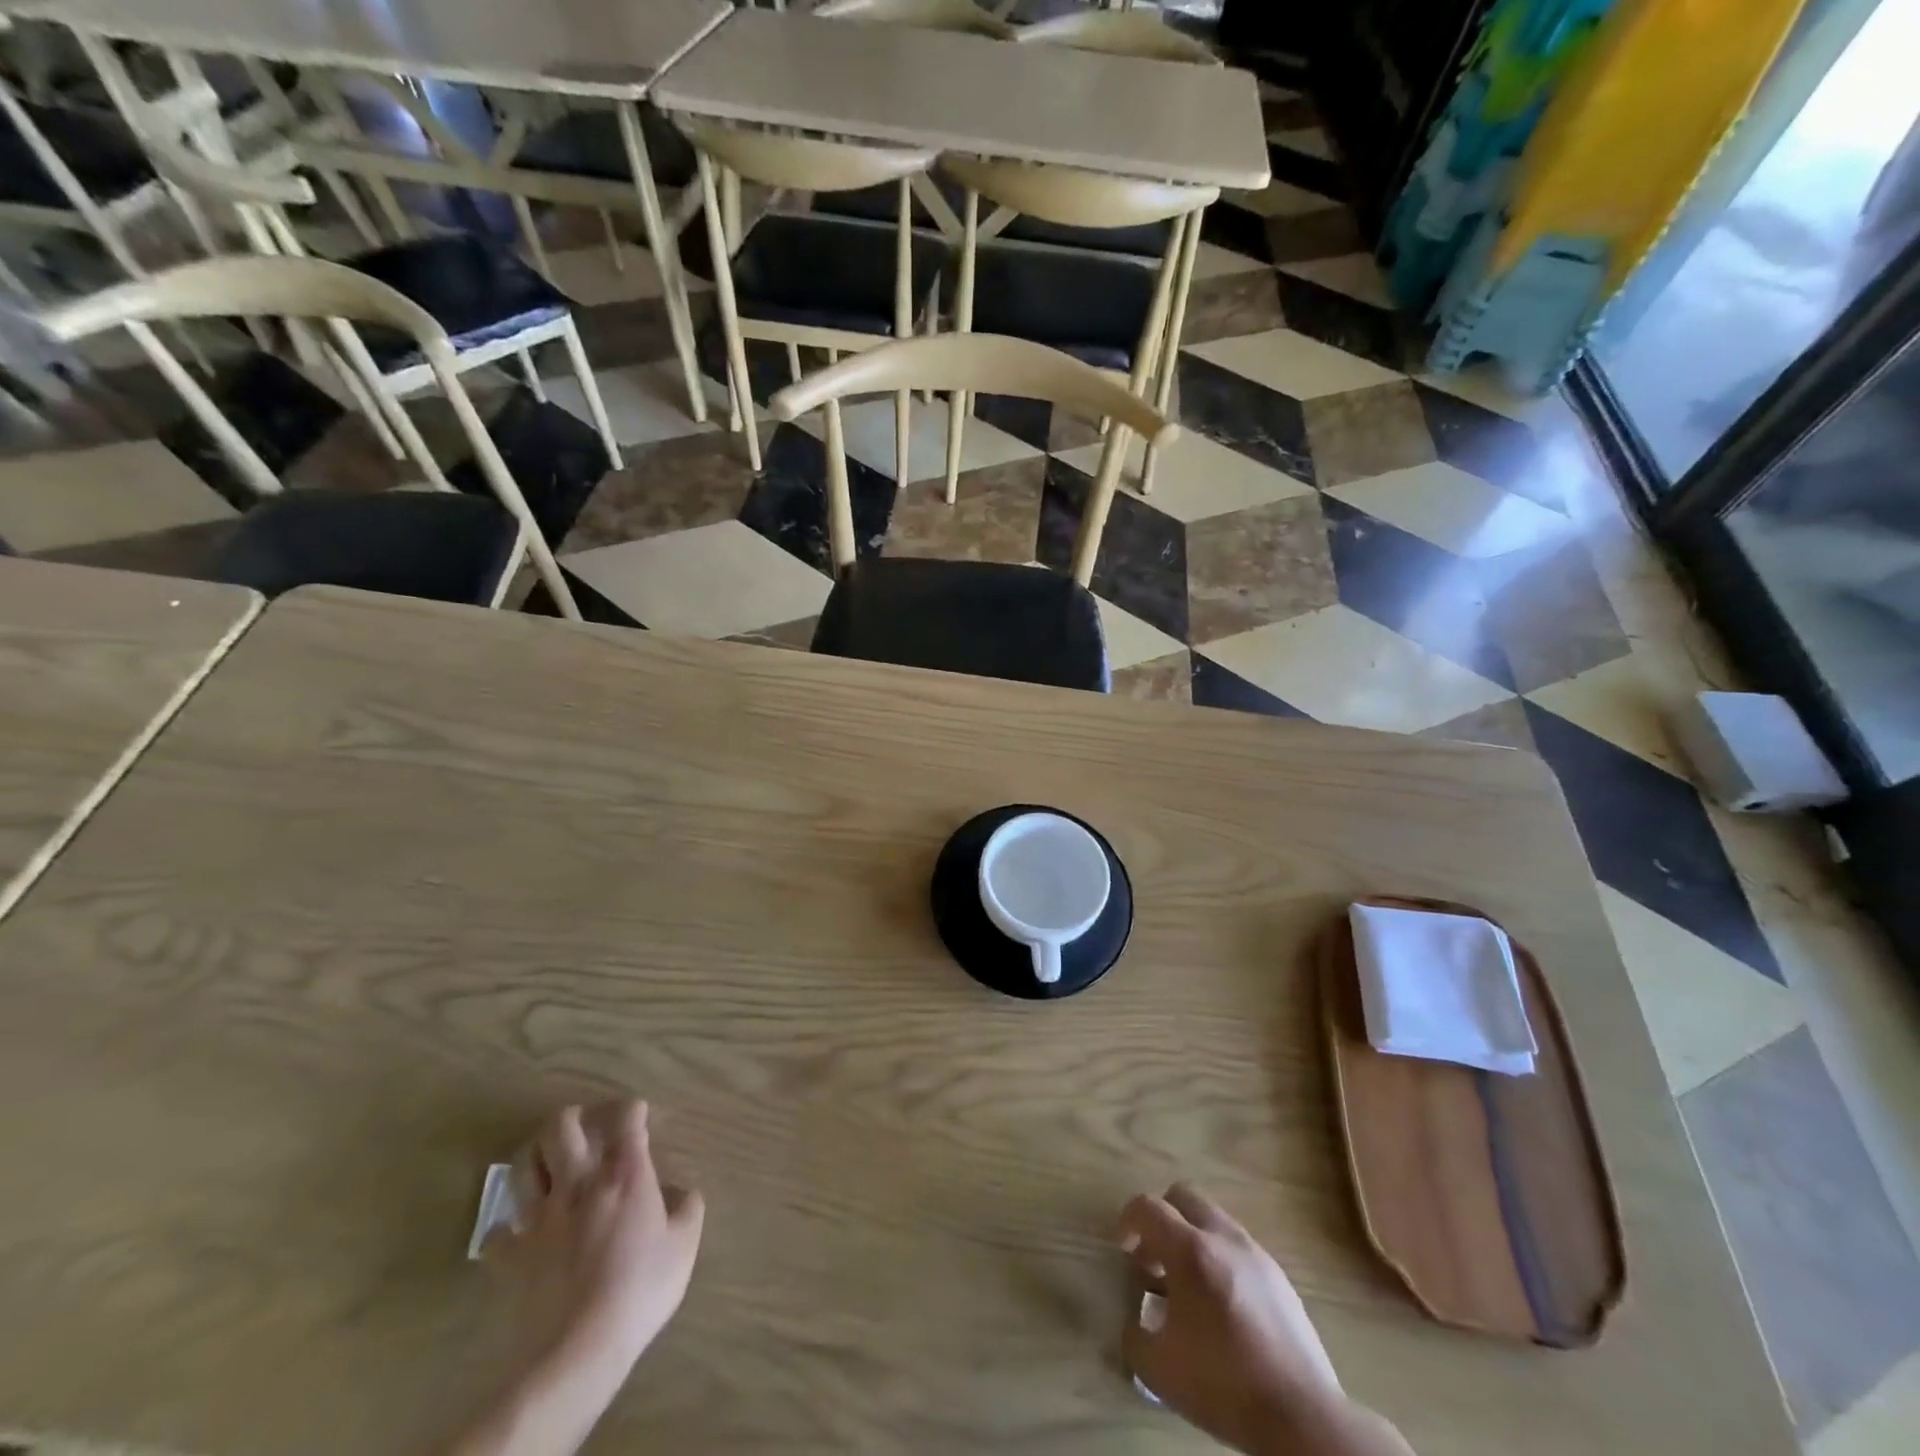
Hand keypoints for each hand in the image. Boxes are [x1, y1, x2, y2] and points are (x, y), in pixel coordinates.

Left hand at [493, 1101, 705, 1377]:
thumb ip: (687, 1207)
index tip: (639, 1115)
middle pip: (561, 1127)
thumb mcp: (685, 1245)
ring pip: (525, 1166)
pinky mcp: (513, 1254)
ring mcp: (541, 1217)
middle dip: (572, 1118)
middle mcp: (580, 1182)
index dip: (634, 1109)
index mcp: (625, 1173)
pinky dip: (510, 1227)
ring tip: (550, 1165)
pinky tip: (521, 1232)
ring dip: (537, 1158)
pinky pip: (501, 1231)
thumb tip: (679, 1192)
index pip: (627, 1118)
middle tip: (584, 1126)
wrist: (578, 1350)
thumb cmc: (640, 1289)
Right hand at [1117, 1184, 1344, 1455]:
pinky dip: (1220, 1259)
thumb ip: (1134, 1335)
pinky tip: (1222, 1305)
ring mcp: (1256, 1253)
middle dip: (1162, 1219)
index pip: (1147, 1207)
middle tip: (1155, 1260)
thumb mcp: (1158, 1370)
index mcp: (1190, 1250)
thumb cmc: (1224, 1386)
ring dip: (1192, 1238)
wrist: (1302, 1416)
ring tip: (1189, 1286)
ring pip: (1213, 1219)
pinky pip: (1238, 1247)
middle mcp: (1223, 1238)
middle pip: (1183, 1196)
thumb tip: (1135, 1321)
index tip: (1124, 1250)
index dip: (1127, 1220)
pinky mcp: (1279, 1276)